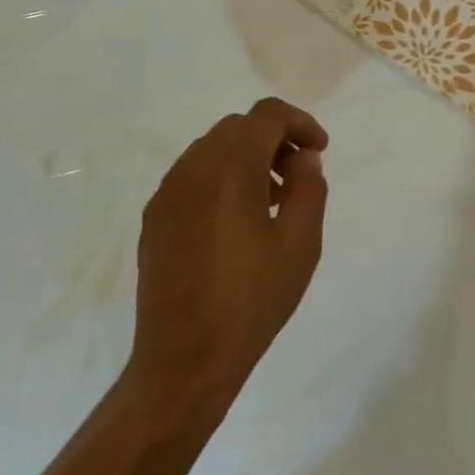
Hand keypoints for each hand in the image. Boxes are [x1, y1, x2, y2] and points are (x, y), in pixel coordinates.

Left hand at [128, 97, 328, 407]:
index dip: (300, 122)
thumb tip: (303, 159)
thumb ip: (309, 188)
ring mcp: (167, 194)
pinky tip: (237, 223)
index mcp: (230, 168)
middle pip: (238, 128)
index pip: (267, 115)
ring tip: (272, 202)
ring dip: (247, 159)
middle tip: (299, 177)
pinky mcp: (155, 220)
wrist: (185, 359)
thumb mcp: (300, 244)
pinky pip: (192, 178)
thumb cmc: (252, 299)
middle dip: (274, 140)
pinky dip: (221, 180)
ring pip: (212, 150)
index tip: (320, 152)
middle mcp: (192, 169)